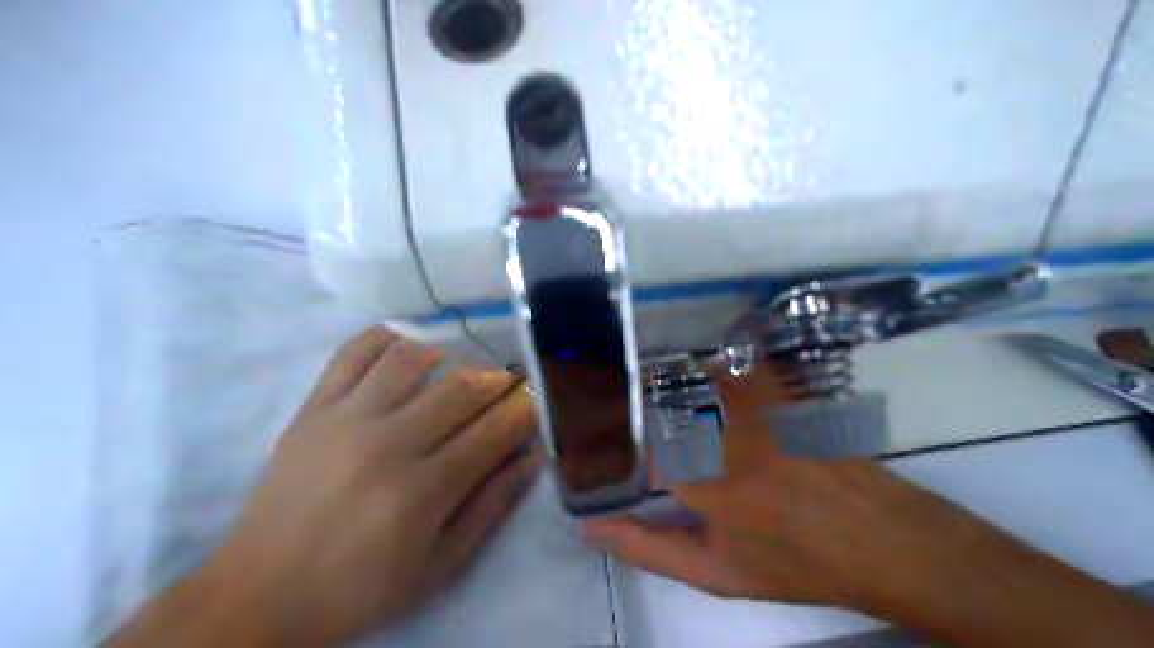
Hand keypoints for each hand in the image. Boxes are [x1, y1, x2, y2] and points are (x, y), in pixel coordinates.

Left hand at [199, 327, 537, 645]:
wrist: (262, 591)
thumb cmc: (361, 585)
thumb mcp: (440, 564)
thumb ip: (491, 507)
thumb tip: (532, 458)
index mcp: (423, 491)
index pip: (493, 431)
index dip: (524, 409)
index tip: (536, 398)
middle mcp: (388, 445)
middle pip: (460, 388)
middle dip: (497, 378)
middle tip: (510, 379)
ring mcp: (346, 419)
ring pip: (411, 360)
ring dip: (450, 352)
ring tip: (464, 363)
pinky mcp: (313, 409)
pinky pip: (352, 353)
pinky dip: (386, 336)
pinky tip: (410, 340)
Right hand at [582, 367, 985, 608]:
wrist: (880, 538)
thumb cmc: (795, 563)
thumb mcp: (717, 571)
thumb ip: (646, 548)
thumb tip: (590, 528)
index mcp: (701, 479)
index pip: (637, 446)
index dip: (637, 459)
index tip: (652, 474)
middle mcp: (722, 431)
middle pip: (661, 403)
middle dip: (655, 421)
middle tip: (672, 448)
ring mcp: (754, 404)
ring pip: (693, 379)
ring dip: (680, 392)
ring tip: (696, 426)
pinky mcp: (778, 389)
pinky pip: (733, 367)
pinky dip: (716, 374)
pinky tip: (722, 393)